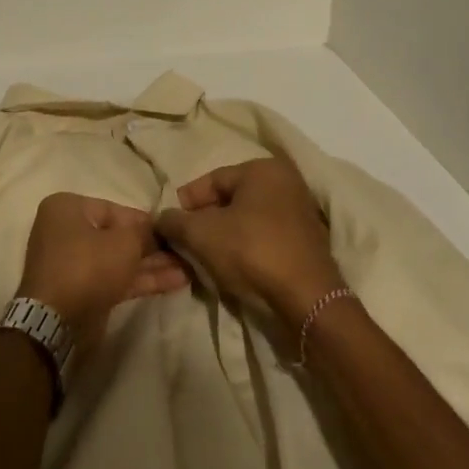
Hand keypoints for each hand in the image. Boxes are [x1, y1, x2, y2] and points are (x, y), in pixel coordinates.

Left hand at [17, 192, 188, 347]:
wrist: (57, 323)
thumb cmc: (88, 266)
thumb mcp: (124, 242)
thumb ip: (144, 232)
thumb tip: (157, 228)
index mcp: (68, 209)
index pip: (115, 209)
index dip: (146, 221)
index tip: (172, 229)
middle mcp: (67, 231)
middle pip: (117, 235)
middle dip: (152, 246)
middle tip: (184, 250)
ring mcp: (74, 264)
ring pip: (119, 260)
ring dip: (152, 265)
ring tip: (189, 267)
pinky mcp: (83, 291)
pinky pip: (116, 279)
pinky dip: (142, 280)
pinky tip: (175, 282)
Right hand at [157, 156, 344, 323]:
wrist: (306, 299)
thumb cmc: (252, 252)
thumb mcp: (201, 234)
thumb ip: (175, 221)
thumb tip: (161, 218)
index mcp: (263, 169)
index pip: (212, 180)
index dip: (186, 202)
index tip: (170, 225)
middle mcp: (286, 182)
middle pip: (231, 199)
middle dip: (205, 220)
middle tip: (186, 242)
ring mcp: (300, 211)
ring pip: (247, 219)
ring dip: (224, 236)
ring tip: (205, 257)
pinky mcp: (306, 240)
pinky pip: (265, 236)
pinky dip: (246, 246)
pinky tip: (232, 265)